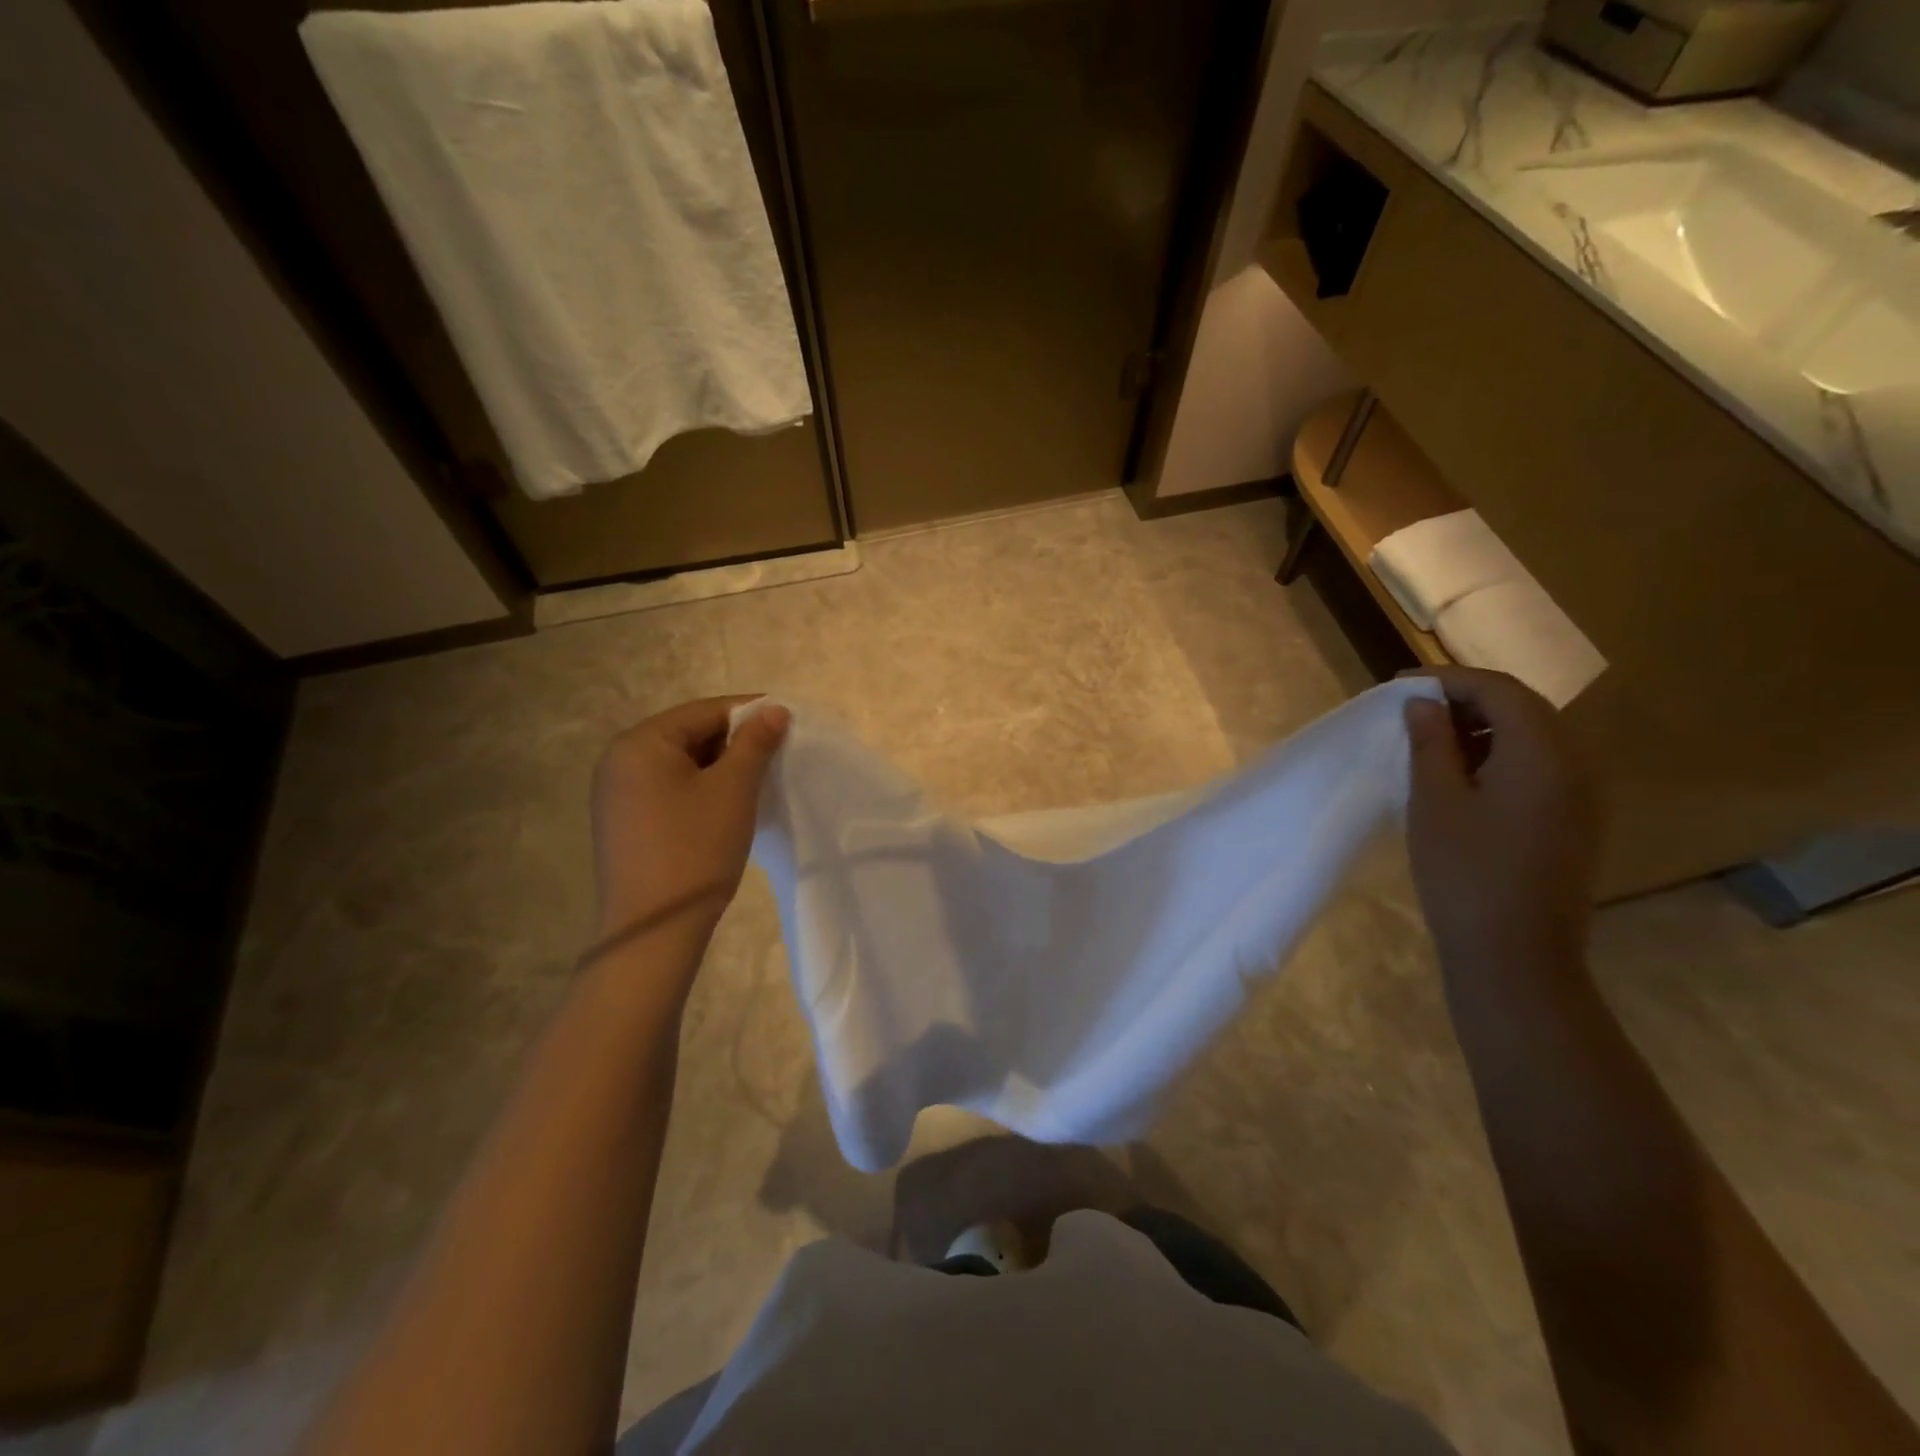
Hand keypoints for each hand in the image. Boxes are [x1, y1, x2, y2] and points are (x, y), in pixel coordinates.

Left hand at [590, 697, 789, 945]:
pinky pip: (668, 789)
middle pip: (689, 735)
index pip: (704, 711)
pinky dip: (701, 789)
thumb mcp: (733, 789)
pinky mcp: (624, 823)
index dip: (749, 712)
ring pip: (680, 764)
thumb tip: (774, 710)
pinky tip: (728, 806)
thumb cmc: (696, 849)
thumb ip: (755, 743)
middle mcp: (619, 761)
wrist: (654, 930)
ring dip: (720, 767)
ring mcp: (617, 794)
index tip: (788, 721)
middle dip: (735, 742)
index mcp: (640, 743)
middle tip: (777, 753)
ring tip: (759, 780)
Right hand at [1404, 668, 1599, 983]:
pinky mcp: (1574, 820)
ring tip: (1429, 741)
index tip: (1398, 687)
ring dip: (1482, 727)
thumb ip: (1431, 743)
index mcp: (1543, 752)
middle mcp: (1576, 764)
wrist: (1515, 954)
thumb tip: (1423, 704)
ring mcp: (1582, 795)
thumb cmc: (1465, 872)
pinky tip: (1462, 776)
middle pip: (1523, 707)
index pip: (1499, 689)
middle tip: (1411, 711)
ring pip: (1532, 736)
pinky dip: (1498, 755)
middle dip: (1466, 700)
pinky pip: (1539, 766)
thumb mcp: (1435, 801)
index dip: (1447, 680)